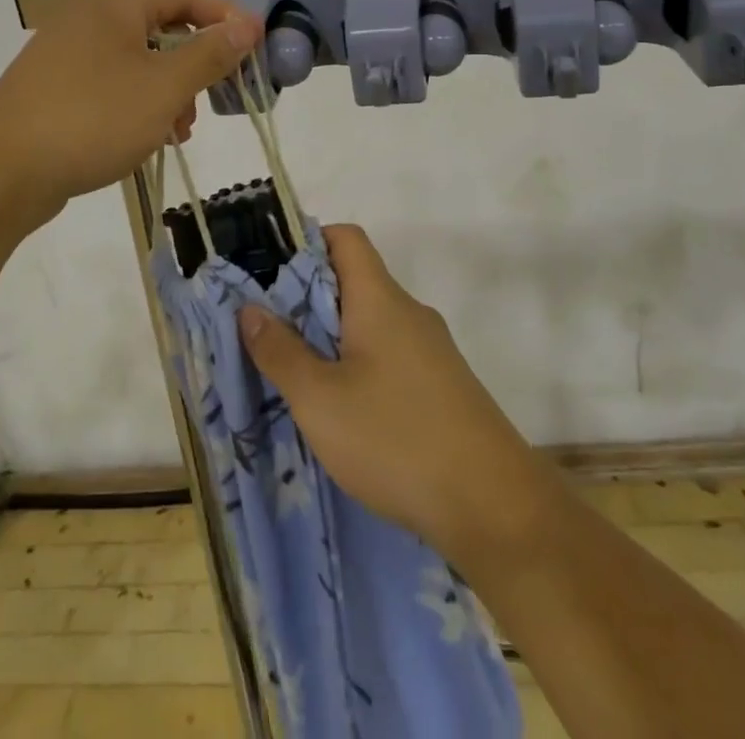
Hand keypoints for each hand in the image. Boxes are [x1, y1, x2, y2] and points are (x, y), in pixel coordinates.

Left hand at [0, 0, 261, 227]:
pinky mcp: (58, 86)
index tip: (254, 50)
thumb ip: (209, 55)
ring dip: (170, 89)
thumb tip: (246, 26)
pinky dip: (140, 102)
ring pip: (140, 59)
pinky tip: (149, 137)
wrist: (0, 172)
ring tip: (180, 128)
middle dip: (196, 61)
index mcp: (117, 2)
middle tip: (218, 93)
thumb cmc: (92, 118)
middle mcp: (91, 16)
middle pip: (163, 25)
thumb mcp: (164, 88)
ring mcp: (70, 52)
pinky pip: (114, 82)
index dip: (225, 18)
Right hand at [238, 225, 554, 564]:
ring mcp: (432, 350)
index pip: (345, 238)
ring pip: (371, 323)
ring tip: (296, 374)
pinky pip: (390, 355)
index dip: (306, 242)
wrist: (494, 506)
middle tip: (267, 331)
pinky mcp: (443, 385)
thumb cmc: (396, 439)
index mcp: (380, 299)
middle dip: (308, 299)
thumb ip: (281, 352)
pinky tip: (342, 410)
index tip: (268, 272)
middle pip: (354, 281)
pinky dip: (359, 365)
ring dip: (332, 338)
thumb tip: (249, 308)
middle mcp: (409, 312)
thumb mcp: (320, 400)